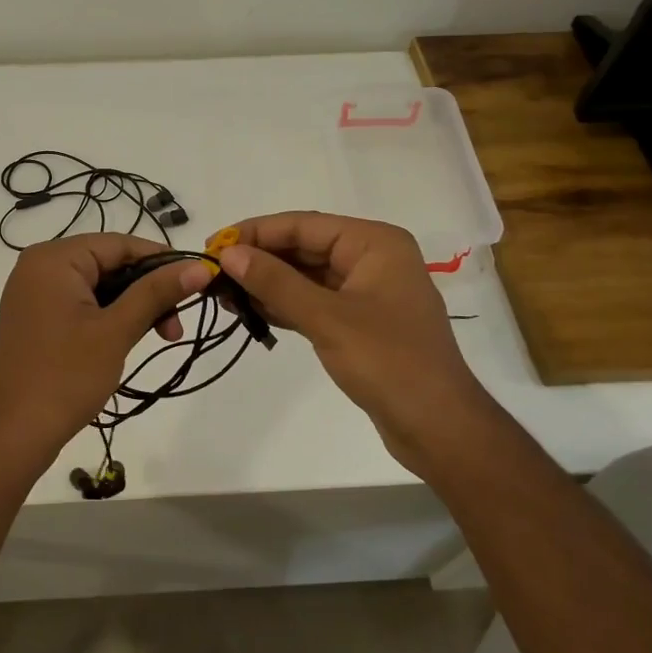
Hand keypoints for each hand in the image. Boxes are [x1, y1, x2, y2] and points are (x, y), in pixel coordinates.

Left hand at [0, 234, 210, 466]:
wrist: (12, 434)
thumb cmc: (66, 376)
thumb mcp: (117, 330)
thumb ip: (157, 293)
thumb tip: (201, 266)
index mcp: (54, 259)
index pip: (119, 244)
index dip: (162, 260)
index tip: (198, 281)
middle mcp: (39, 266)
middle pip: (109, 263)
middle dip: (148, 290)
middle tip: (178, 325)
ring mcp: (34, 293)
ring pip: (99, 286)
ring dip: (133, 307)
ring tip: (164, 337)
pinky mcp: (36, 318)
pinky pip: (82, 304)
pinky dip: (110, 317)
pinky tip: (132, 337)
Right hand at [216, 213, 479, 473]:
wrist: (438, 427)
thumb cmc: (388, 362)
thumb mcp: (326, 318)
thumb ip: (276, 282)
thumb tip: (230, 254)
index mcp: (374, 243)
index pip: (303, 225)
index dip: (255, 233)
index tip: (213, 246)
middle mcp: (372, 258)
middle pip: (304, 247)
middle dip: (259, 259)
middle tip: (213, 274)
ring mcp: (366, 291)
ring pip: (306, 276)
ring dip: (268, 283)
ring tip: (225, 294)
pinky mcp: (360, 321)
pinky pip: (314, 301)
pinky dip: (285, 304)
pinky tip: (252, 312)